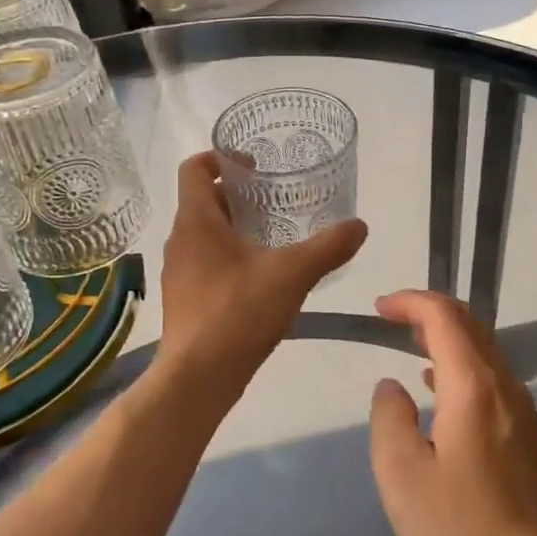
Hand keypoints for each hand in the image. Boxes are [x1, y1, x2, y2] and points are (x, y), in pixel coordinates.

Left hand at [156, 152, 366, 394]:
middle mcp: (179, 240)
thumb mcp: (292, 274)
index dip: (220, 157)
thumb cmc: (238, 312)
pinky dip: (227, 257)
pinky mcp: (183, 298)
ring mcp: (177, 271)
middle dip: (236, 196)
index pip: (194, 169)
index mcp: (196, 221)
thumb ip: (328, 247)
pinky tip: (258, 278)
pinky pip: (203, 262)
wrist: (198, 377)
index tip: (253, 164)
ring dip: (233, 228)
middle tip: (273, 200)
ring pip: (203, 234)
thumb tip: (359, 226)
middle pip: (202, 201)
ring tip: (271, 237)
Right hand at [368, 290, 536, 535]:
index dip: (411, 303)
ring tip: (410, 350)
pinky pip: (494, 382)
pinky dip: (463, 369)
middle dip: (430, 314)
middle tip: (392, 322)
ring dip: (448, 341)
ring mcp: (524, 415)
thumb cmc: (457, 531)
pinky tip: (441, 396)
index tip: (379, 309)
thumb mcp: (400, 474)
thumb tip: (393, 386)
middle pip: (472, 328)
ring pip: (486, 354)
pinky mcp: (530, 440)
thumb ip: (390, 417)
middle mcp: (506, 389)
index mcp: (474, 387)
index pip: (445, 319)